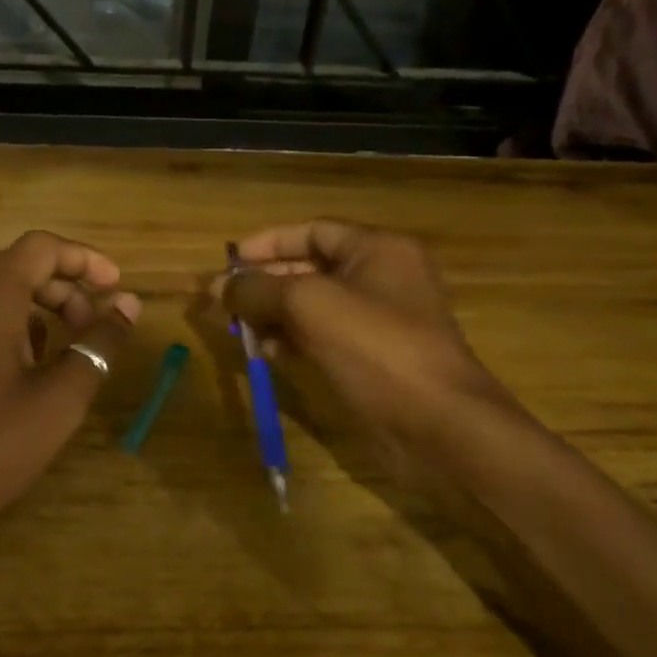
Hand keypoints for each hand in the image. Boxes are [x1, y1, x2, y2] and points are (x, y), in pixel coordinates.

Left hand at [0, 230, 140, 536]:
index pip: (41, 247)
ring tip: (56, 355)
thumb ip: (98, 345)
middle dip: (62, 290)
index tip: (114, 287)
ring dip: (32, 309)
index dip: (85, 260)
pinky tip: (14, 370)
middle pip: (15, 265)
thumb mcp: (58, 400)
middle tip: (91, 329)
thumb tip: (127, 305)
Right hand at [219, 219, 509, 479]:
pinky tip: (266, 352)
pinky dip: (293, 340)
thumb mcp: (309, 305)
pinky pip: (324, 337)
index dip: (268, 243)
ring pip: (314, 307)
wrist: (437, 425)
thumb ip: (258, 289)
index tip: (229, 260)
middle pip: (310, 268)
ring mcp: (379, 322)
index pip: (313, 231)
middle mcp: (381, 278)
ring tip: (239, 329)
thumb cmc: (375, 348)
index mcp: (378, 250)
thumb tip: (219, 286)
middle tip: (223, 300)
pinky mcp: (373, 359)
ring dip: (274, 314)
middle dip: (265, 282)